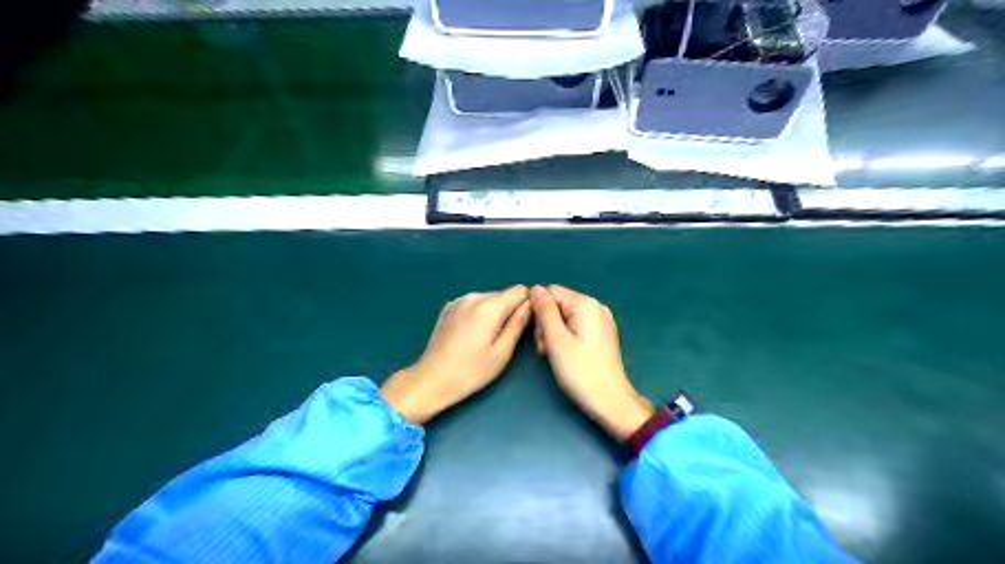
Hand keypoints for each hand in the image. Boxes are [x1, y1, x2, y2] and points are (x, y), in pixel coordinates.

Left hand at [378, 287, 533, 423]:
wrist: (432, 379)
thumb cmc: (471, 371)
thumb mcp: (502, 352)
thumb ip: (518, 324)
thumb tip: (530, 305)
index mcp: (489, 306)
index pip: (520, 291)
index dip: (527, 305)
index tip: (525, 325)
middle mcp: (474, 296)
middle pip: (504, 295)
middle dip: (510, 311)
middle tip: (506, 339)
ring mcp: (458, 301)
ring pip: (489, 299)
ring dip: (494, 313)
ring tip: (487, 340)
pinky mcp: (448, 308)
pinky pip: (473, 304)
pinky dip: (479, 315)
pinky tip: (472, 336)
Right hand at [528, 286, 657, 439]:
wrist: (610, 401)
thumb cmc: (580, 371)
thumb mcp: (556, 340)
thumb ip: (544, 311)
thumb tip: (535, 288)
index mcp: (585, 304)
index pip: (550, 292)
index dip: (538, 311)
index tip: (538, 337)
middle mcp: (596, 307)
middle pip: (558, 303)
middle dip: (546, 323)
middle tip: (545, 349)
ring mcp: (601, 320)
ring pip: (565, 316)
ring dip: (554, 332)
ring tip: (553, 354)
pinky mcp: (602, 334)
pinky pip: (576, 325)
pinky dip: (566, 337)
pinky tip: (565, 354)